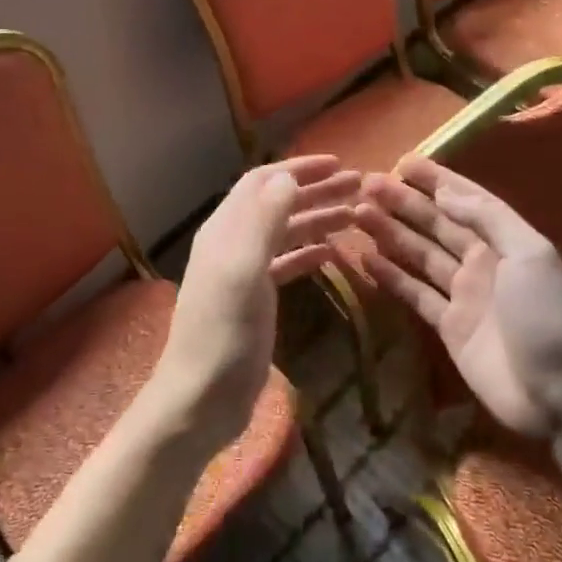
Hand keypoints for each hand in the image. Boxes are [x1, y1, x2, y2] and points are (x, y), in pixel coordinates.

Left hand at [142, 156, 360, 454]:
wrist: (202, 398)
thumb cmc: (223, 333)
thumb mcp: (243, 271)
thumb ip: (264, 221)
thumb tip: (287, 175)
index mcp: (225, 230)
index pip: (262, 182)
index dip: (298, 168)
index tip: (338, 163)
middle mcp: (233, 243)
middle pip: (277, 204)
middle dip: (316, 190)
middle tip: (359, 187)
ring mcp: (244, 272)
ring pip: (285, 233)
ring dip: (317, 219)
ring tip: (356, 214)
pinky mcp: (255, 299)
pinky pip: (286, 264)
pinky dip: (309, 253)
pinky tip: (334, 252)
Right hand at [354, 157, 561, 437]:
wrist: (560, 393)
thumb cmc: (547, 316)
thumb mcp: (529, 255)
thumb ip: (487, 219)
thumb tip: (444, 193)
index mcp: (504, 240)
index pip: (465, 200)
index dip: (435, 180)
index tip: (402, 162)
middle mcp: (482, 261)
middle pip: (436, 224)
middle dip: (404, 203)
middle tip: (367, 185)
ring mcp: (463, 294)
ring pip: (419, 254)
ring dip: (391, 233)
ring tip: (358, 214)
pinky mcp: (449, 326)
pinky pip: (415, 293)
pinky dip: (391, 276)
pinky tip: (366, 258)